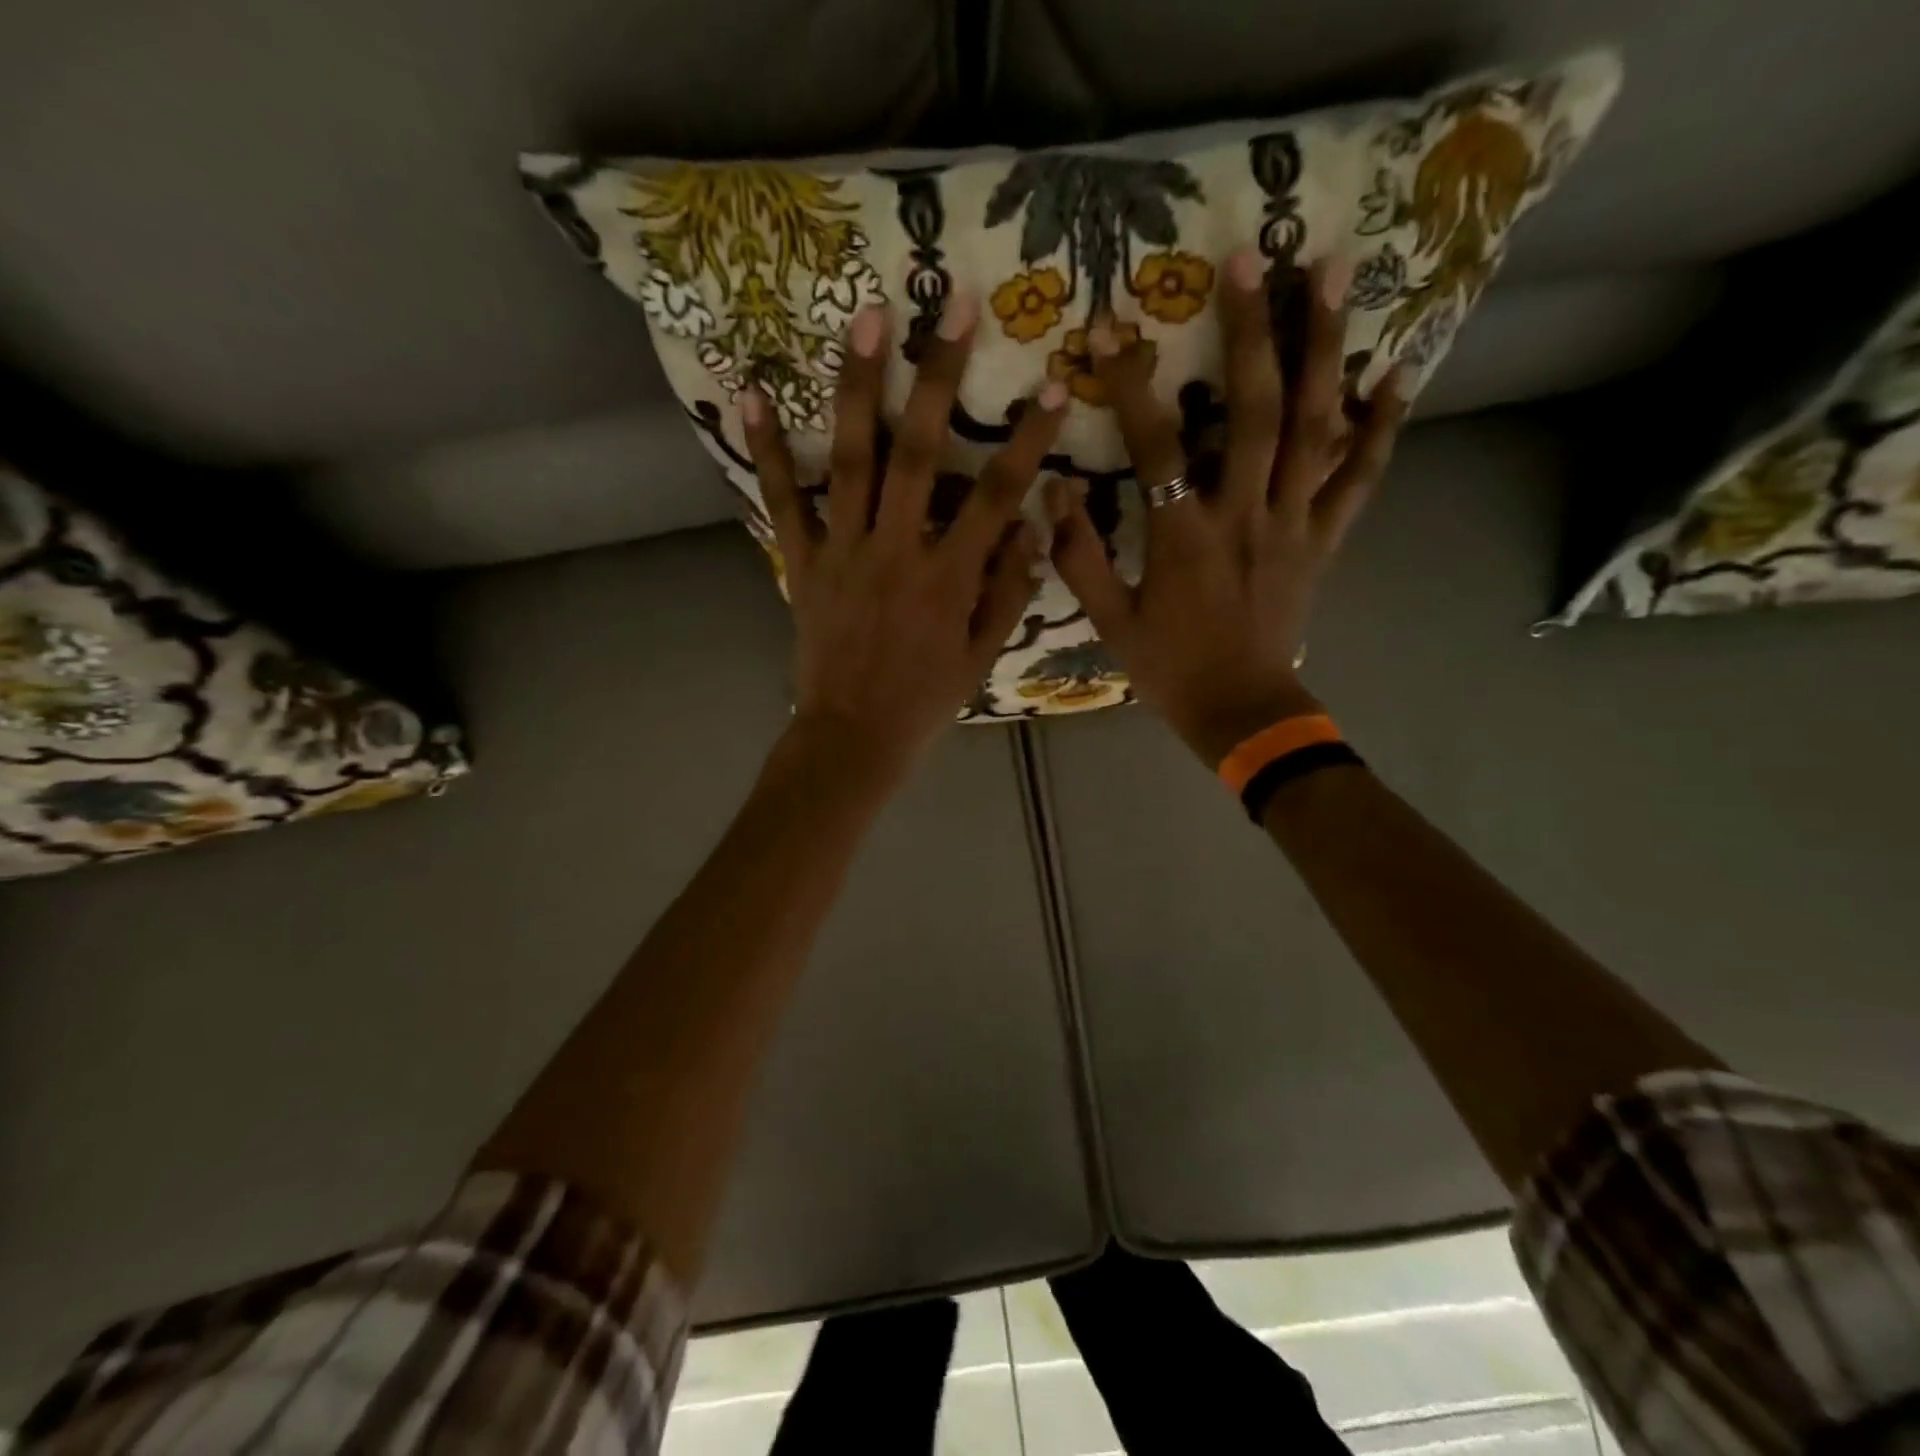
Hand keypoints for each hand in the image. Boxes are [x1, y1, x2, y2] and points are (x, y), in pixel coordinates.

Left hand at [744, 298, 1066, 785]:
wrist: (853, 739)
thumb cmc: (925, 701)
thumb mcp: (982, 656)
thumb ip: (1009, 590)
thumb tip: (1036, 527)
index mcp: (950, 578)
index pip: (1000, 496)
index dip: (1028, 438)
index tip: (1051, 384)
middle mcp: (898, 551)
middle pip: (922, 453)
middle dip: (939, 375)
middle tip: (950, 303)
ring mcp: (845, 553)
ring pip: (854, 460)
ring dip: (860, 386)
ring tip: (865, 317)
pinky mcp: (803, 564)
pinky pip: (785, 503)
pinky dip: (770, 451)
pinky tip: (751, 393)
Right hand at [1047, 250, 1408, 766]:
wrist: (1241, 712)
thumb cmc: (1170, 669)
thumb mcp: (1110, 623)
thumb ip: (1079, 558)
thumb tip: (1054, 492)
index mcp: (1185, 539)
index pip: (1155, 448)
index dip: (1130, 387)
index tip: (1109, 331)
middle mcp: (1246, 516)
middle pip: (1255, 412)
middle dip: (1251, 332)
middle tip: (1252, 257)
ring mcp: (1294, 524)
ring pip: (1316, 427)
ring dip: (1324, 348)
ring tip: (1334, 271)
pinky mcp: (1324, 540)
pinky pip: (1359, 478)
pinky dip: (1379, 426)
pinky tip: (1395, 373)